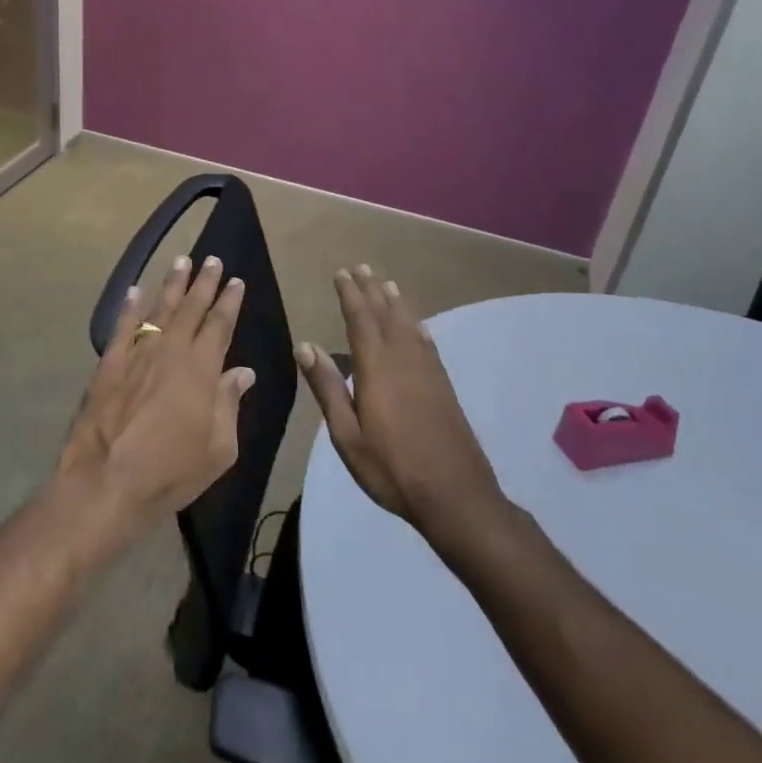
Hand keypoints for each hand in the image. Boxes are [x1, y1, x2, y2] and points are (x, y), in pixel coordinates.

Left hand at [59, 254, 253, 542]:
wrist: (106, 483)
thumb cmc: (170, 472)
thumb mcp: (218, 449)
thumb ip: (229, 404)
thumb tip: (242, 372)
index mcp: (201, 370)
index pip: (219, 325)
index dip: (229, 302)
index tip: (236, 282)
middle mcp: (170, 352)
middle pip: (190, 309)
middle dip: (204, 283)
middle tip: (213, 260)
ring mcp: (136, 355)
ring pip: (158, 310)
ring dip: (171, 285)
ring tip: (181, 261)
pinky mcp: (108, 365)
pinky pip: (122, 327)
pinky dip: (129, 306)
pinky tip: (135, 290)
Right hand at [295, 266, 506, 541]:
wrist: (455, 495)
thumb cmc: (391, 468)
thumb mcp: (347, 435)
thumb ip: (328, 388)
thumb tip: (305, 346)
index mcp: (377, 370)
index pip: (361, 321)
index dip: (350, 295)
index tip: (341, 274)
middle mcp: (404, 361)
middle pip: (386, 316)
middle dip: (371, 290)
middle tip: (361, 267)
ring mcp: (428, 372)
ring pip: (409, 325)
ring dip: (395, 303)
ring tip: (386, 284)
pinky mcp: (443, 386)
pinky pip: (427, 343)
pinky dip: (417, 326)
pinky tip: (416, 325)